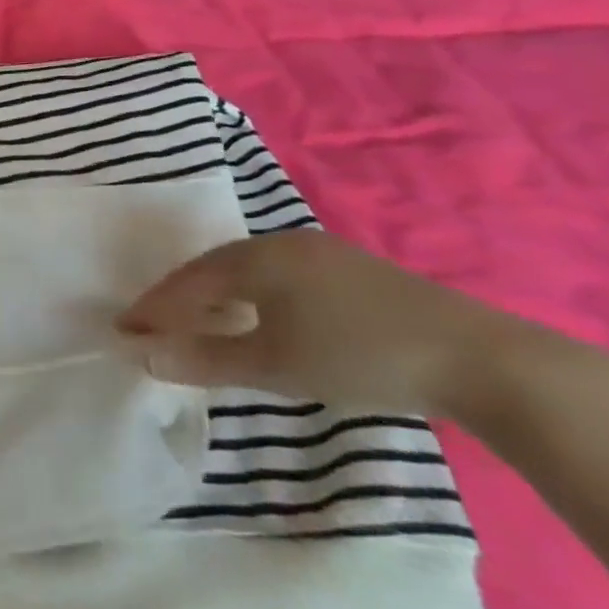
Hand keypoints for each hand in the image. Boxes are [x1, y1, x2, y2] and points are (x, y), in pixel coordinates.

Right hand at [115, 230, 509, 413]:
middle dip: (183, 298)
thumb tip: (142, 355)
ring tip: (204, 323)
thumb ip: (205, 359)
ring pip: (251, 271)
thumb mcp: (275, 365)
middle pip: (215, 269)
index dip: (154, 307)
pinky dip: (256, 297)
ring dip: (220, 297)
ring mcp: (324, 254)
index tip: (124, 329)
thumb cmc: (361, 357)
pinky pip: (283, 277)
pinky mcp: (357, 272)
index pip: (187, 281)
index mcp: (255, 258)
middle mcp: (282, 243)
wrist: (484, 361)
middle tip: (158, 326)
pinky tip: (265, 318)